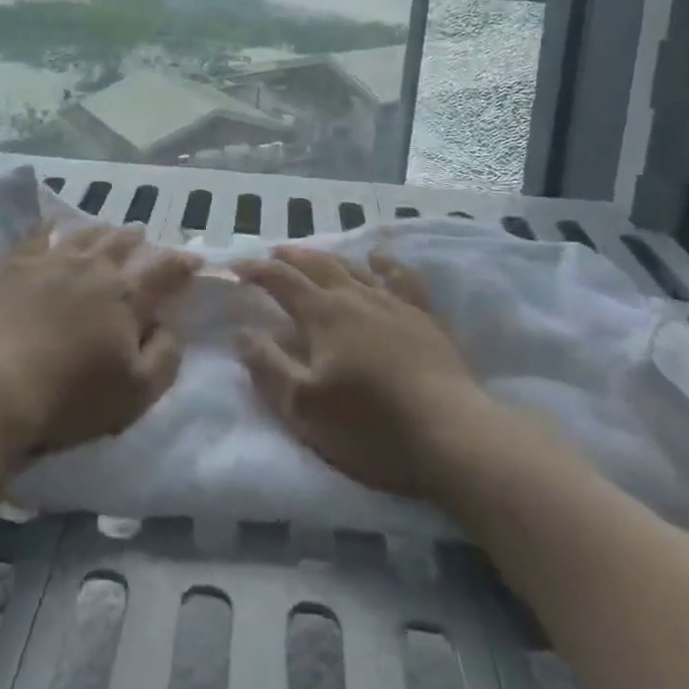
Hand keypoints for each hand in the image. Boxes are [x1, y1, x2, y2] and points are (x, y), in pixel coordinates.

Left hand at [0, 220, 198, 463]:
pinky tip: (54, 221)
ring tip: (109, 230)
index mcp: (126, 294)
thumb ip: (165, 357)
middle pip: (124, 242)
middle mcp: (94, 266)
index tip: (194, 260)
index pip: (165, 269)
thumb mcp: (136, 393)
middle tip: (145, 241)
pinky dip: (51, 224)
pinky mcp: (16, 264)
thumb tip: (170, 327)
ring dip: (103, 231)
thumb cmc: (71, 396)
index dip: (183, 263)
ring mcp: (53, 259)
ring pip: (87, 233)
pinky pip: (38, 232)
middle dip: (140, 241)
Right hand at [235, 243, 489, 502]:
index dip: (255, 270)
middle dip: (290, 257)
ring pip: (354, 267)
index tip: (236, 266)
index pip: (281, 281)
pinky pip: (402, 278)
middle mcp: (356, 297)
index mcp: (323, 315)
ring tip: (314, 253)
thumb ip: (268, 367)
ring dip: (328, 256)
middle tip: (272, 253)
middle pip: (317, 265)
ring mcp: (394, 304)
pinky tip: (381, 257)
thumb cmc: (371, 427)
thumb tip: (243, 332)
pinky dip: (387, 263)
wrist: (452, 436)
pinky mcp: (425, 318)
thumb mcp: (304, 408)